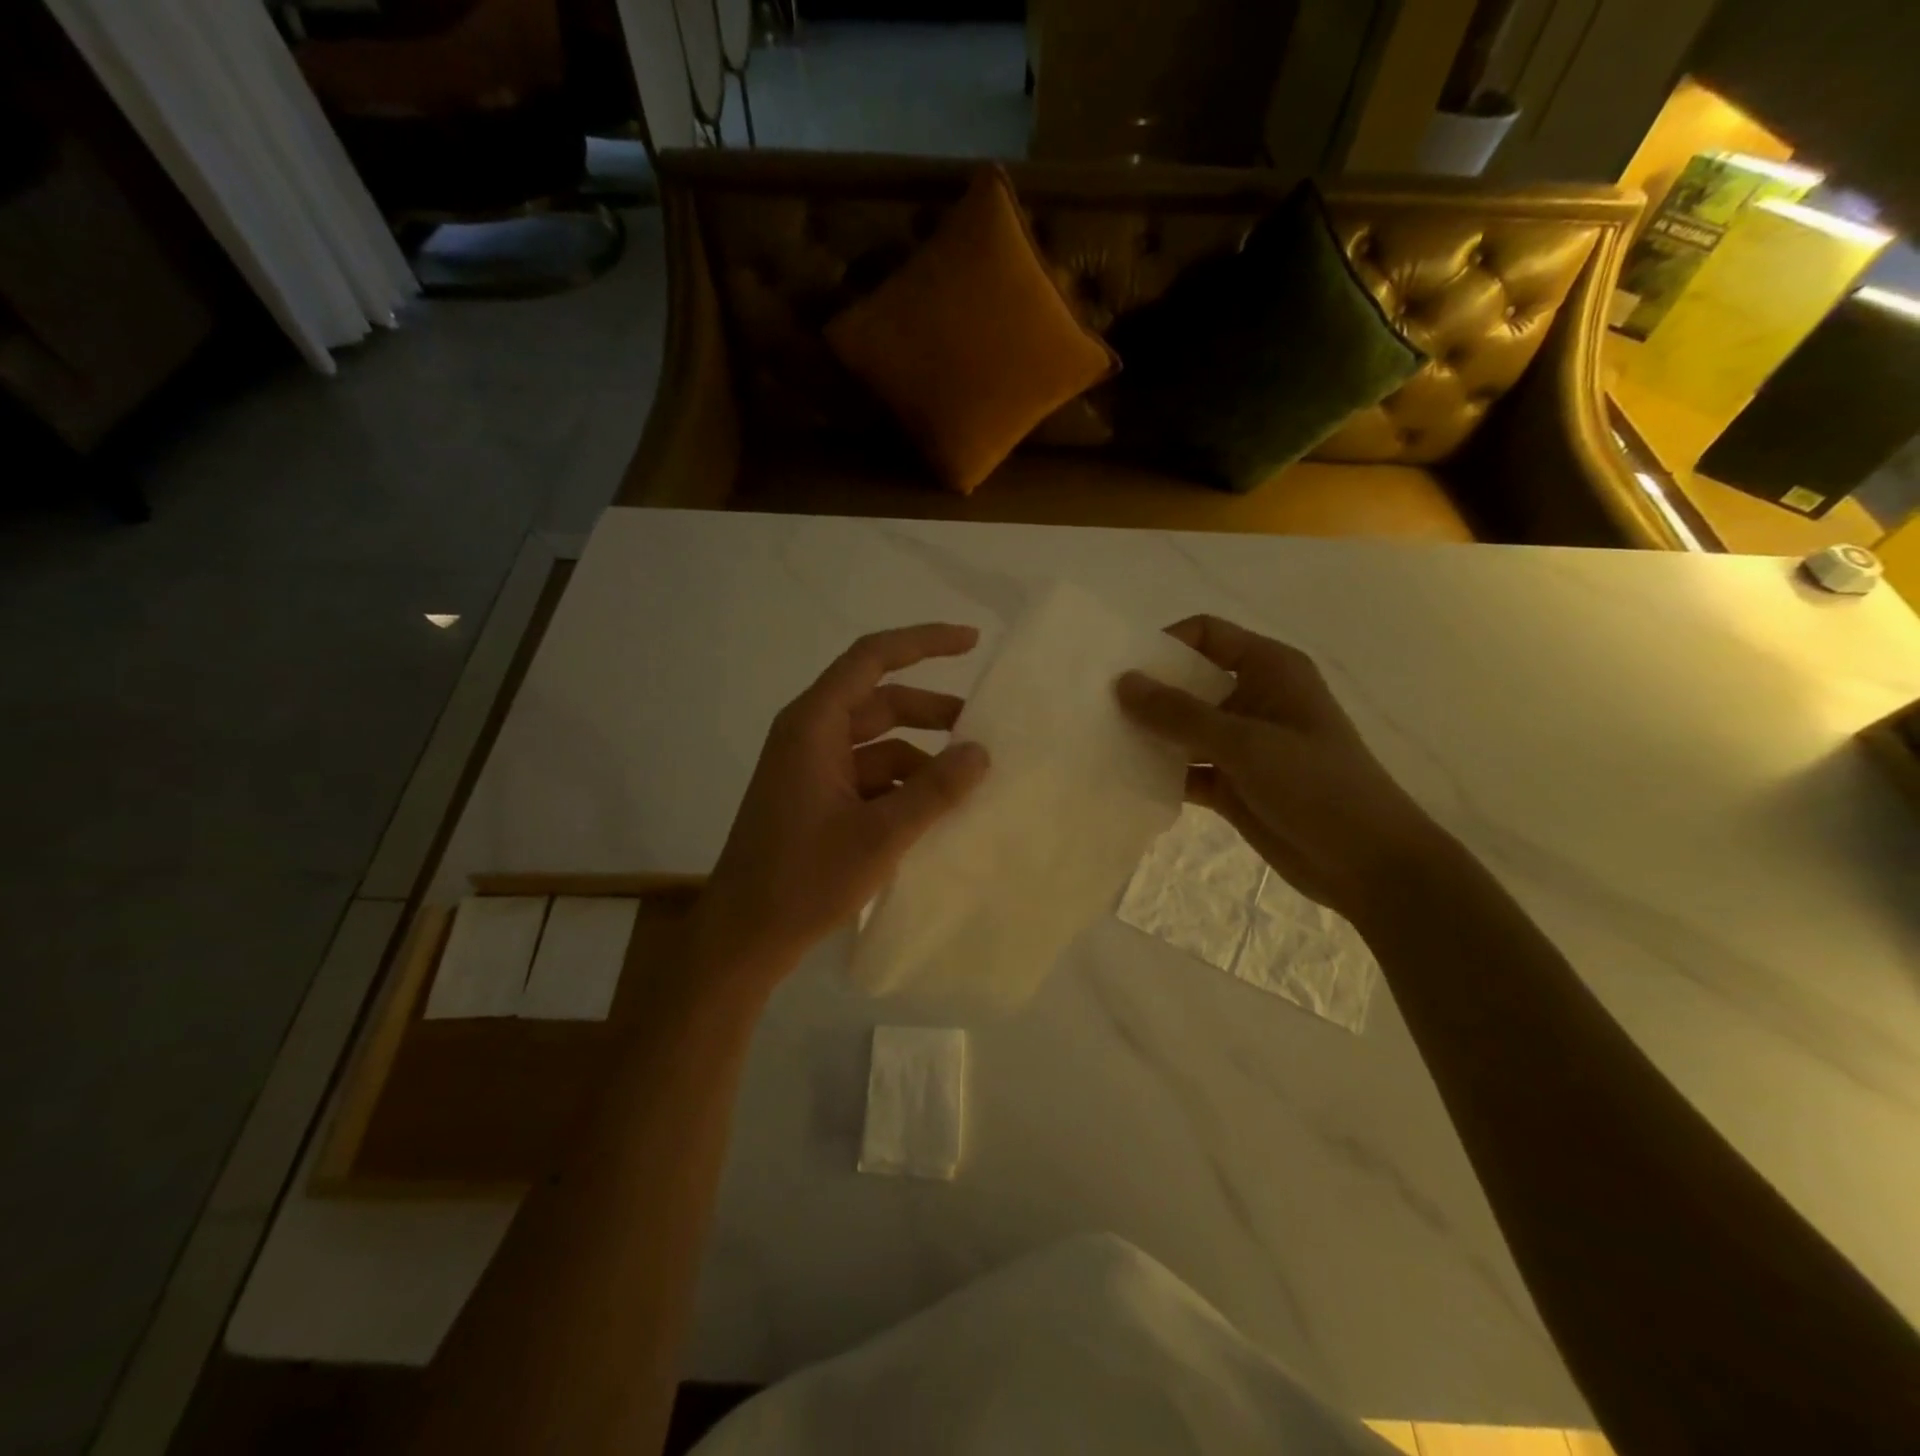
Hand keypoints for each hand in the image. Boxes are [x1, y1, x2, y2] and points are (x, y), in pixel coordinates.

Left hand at [694, 624, 990, 985]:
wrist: (744, 937)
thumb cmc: (804, 879)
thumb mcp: (880, 835)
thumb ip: (934, 790)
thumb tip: (981, 752)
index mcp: (814, 725)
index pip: (871, 658)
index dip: (923, 642)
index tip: (971, 641)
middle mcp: (809, 735)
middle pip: (880, 702)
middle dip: (932, 713)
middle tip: (982, 730)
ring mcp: (810, 769)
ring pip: (878, 744)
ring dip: (921, 758)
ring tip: (966, 783)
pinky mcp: (815, 800)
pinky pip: (868, 776)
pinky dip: (902, 786)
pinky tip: (933, 813)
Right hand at [1115, 615, 1446, 923]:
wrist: (1367, 865)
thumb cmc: (1316, 786)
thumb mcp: (1245, 743)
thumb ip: (1180, 714)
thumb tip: (1122, 682)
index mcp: (1268, 670)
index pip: (1207, 636)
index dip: (1165, 645)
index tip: (1123, 670)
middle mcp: (1252, 699)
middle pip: (1188, 682)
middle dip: (1148, 693)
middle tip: (1097, 708)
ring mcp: (1242, 744)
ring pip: (1183, 729)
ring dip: (1149, 736)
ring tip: (1101, 743)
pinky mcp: (1232, 784)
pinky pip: (1186, 769)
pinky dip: (1161, 773)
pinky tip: (1125, 781)